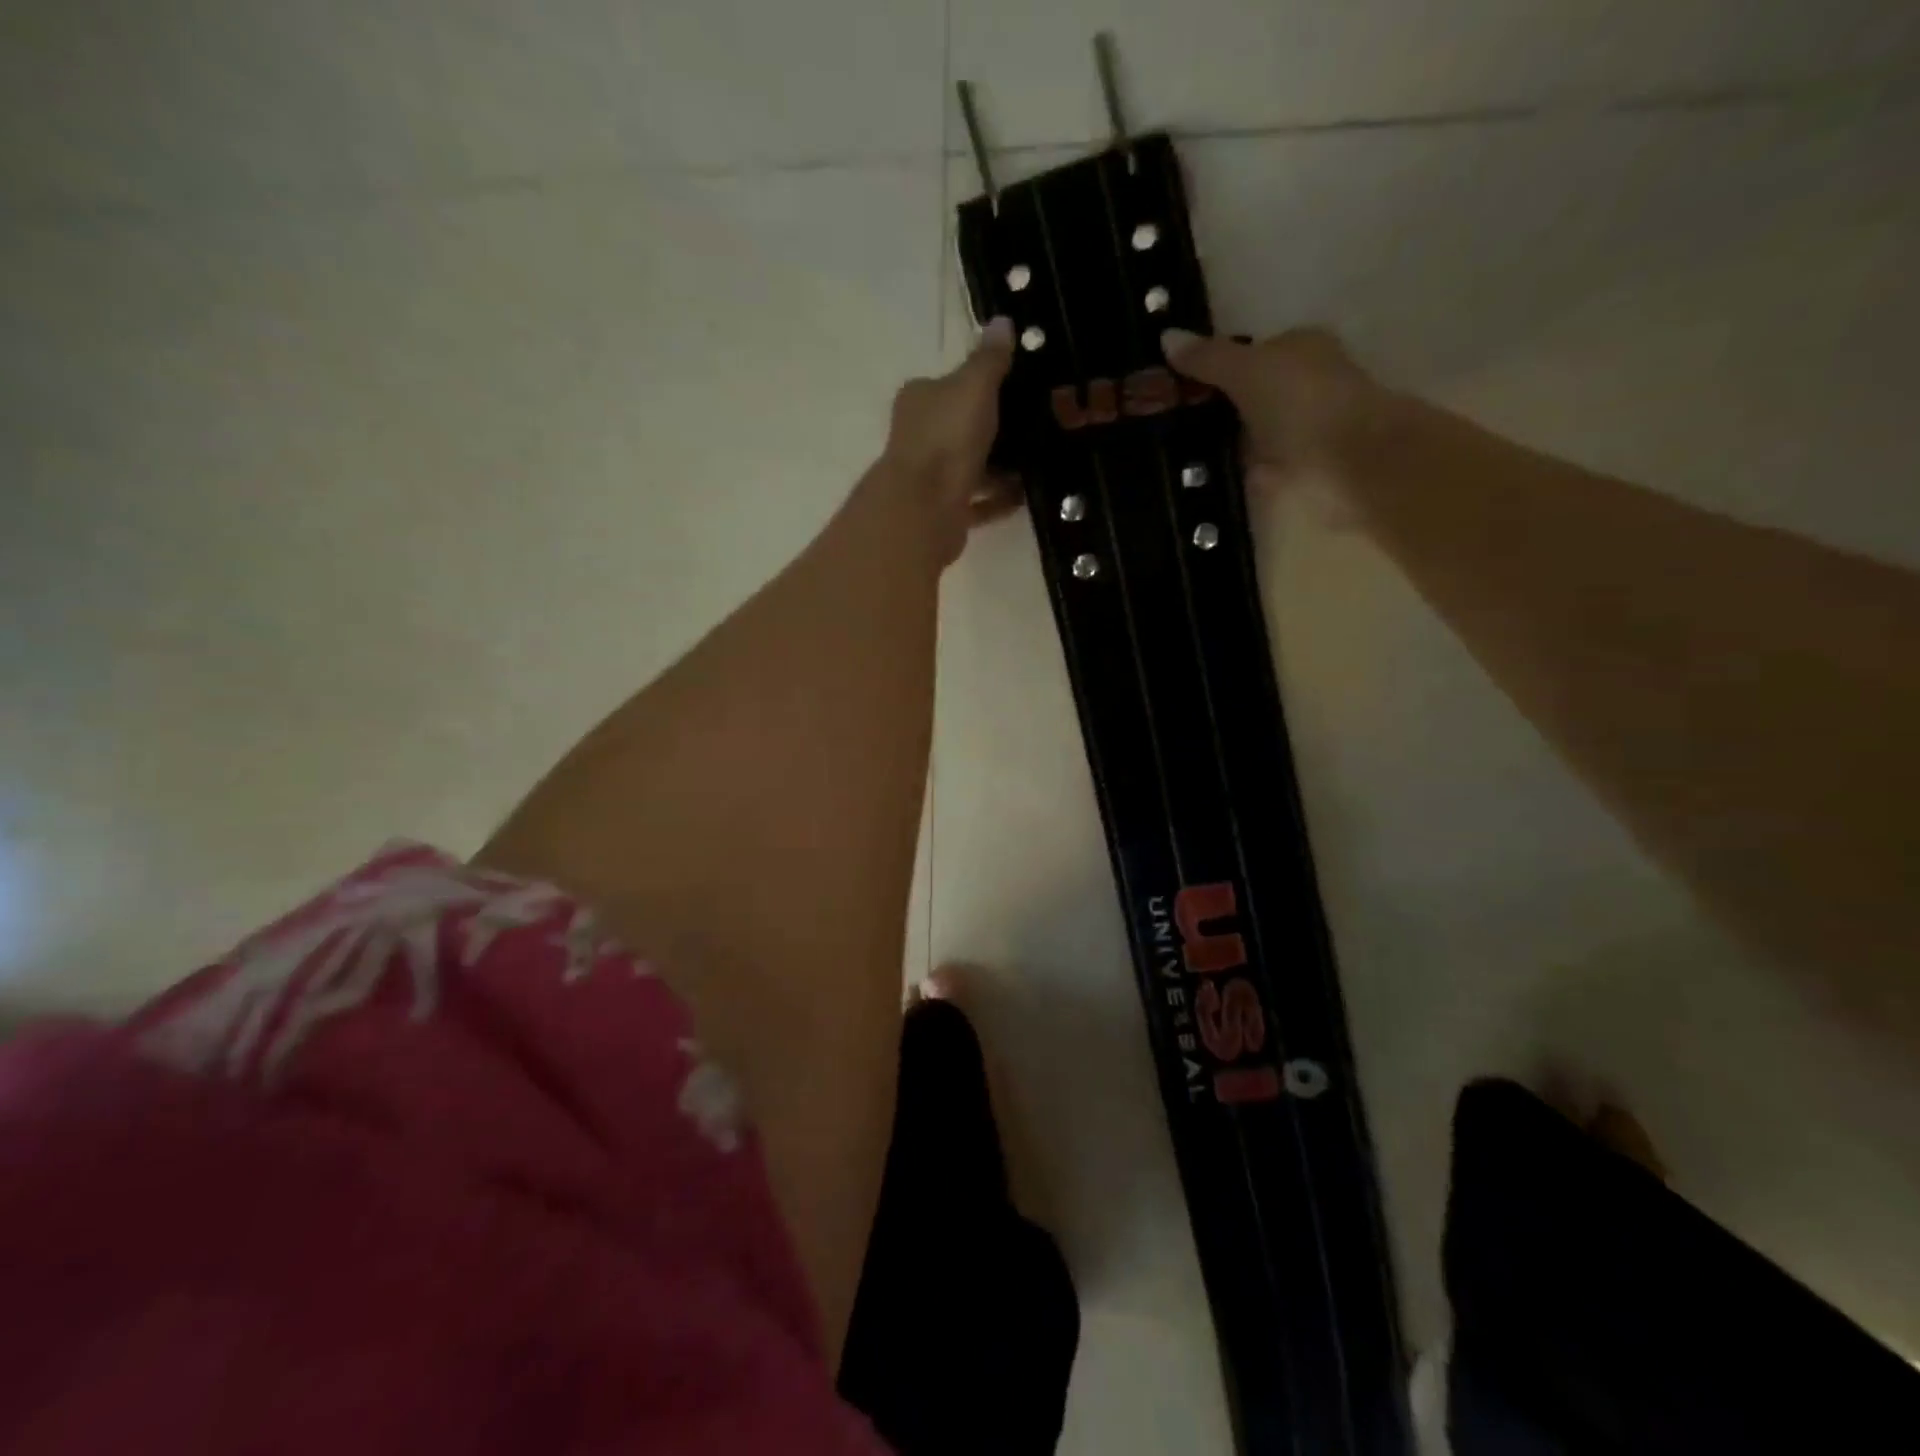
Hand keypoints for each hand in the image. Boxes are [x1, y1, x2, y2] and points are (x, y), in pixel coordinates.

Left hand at [881, 316, 1020, 565]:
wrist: (924, 508)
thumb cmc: (947, 437)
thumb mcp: (974, 386)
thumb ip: (989, 358)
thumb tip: (1002, 321)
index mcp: (919, 399)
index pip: (949, 384)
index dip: (979, 385)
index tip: (1015, 391)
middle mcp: (918, 436)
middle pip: (960, 427)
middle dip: (993, 429)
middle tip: (1035, 428)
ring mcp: (928, 477)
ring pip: (969, 467)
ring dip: (999, 468)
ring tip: (1037, 463)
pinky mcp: (941, 512)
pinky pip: (977, 502)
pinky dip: (998, 499)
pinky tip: (1025, 496)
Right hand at [1160, 327, 1387, 489]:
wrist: (1346, 468)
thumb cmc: (1303, 402)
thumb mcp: (1249, 368)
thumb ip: (1209, 357)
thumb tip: (1166, 337)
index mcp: (1300, 351)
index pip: (1248, 354)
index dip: (1210, 368)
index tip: (1169, 387)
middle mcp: (1299, 388)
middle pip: (1243, 395)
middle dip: (1207, 408)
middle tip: (1159, 421)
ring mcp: (1293, 434)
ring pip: (1241, 433)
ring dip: (1212, 443)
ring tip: (1167, 452)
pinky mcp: (1286, 475)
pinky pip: (1242, 468)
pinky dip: (1220, 472)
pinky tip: (1191, 477)